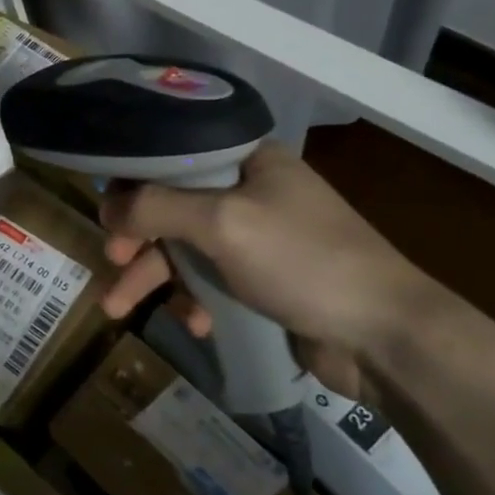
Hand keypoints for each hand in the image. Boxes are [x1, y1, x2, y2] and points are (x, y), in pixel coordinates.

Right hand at [98, 144, 455, 399]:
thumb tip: (107, 207)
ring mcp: (258, 239)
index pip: (173, 155)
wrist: (387, 338)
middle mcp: (251, 192)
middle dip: (138, 238)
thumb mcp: (223, 223)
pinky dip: (194, 301)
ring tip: (117, 307)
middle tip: (113, 260)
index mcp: (248, 161)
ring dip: (154, 277)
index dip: (134, 180)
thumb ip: (156, 208)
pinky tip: (195, 324)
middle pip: (173, 206)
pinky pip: (210, 282)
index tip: (107, 210)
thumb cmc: (303, 262)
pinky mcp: (263, 282)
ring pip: (186, 249)